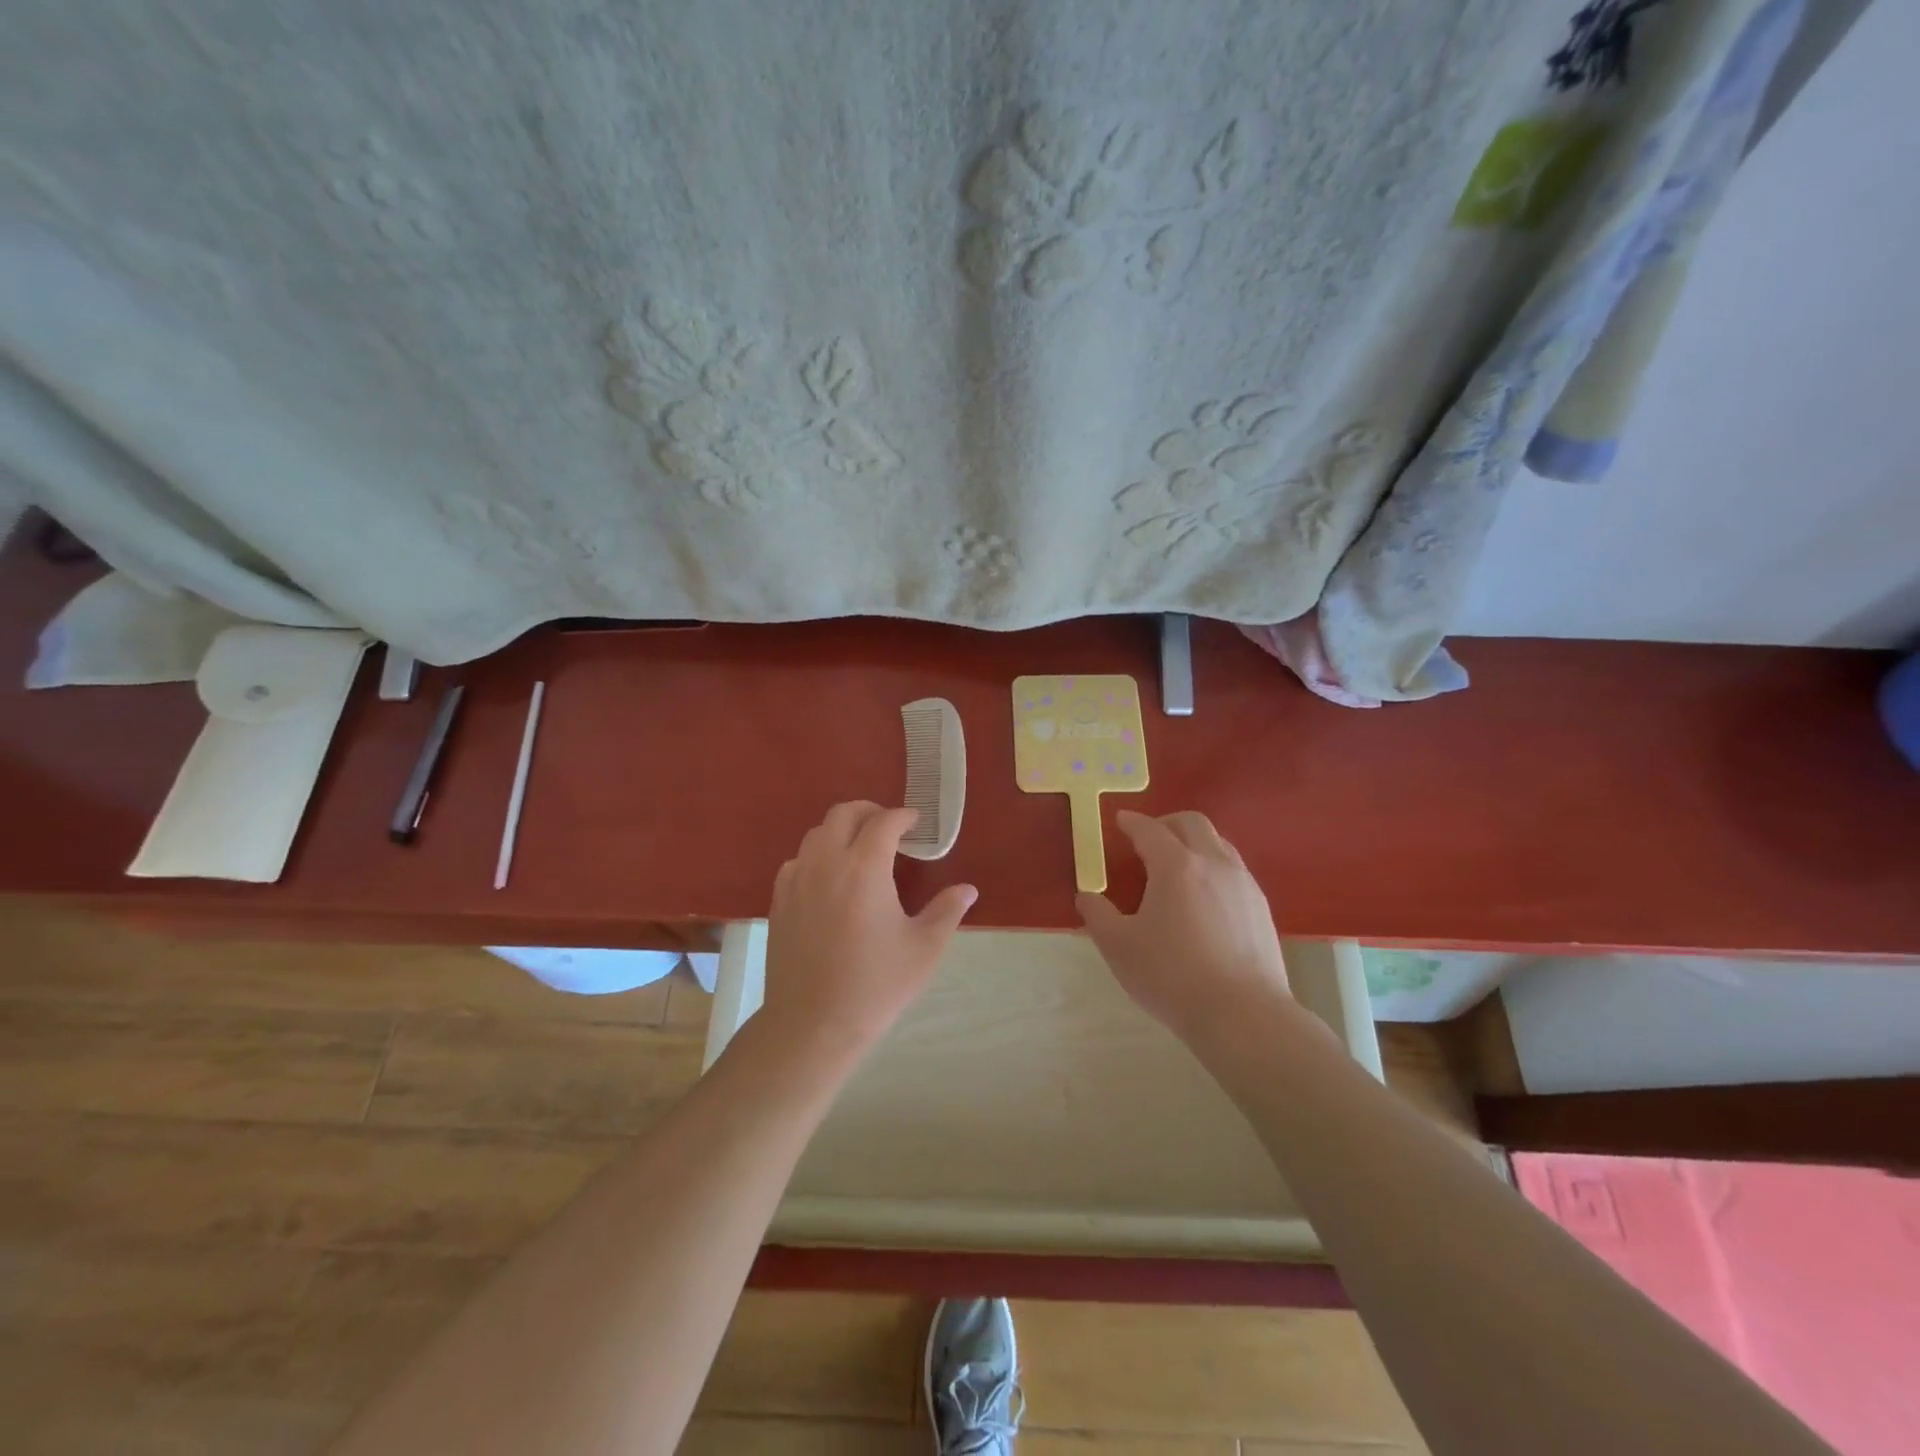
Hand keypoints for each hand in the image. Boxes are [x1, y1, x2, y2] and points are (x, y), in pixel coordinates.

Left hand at [759, 801, 977, 1059]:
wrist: (813, 1024)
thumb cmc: (876, 985)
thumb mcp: (924, 949)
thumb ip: (947, 911)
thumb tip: (967, 889)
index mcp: (864, 868)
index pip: (884, 822)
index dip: (903, 816)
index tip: (916, 823)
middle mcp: (827, 863)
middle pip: (843, 814)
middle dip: (870, 811)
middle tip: (890, 826)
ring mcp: (797, 880)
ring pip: (816, 834)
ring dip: (841, 830)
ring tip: (860, 848)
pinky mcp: (779, 900)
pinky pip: (798, 860)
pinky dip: (817, 855)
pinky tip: (830, 878)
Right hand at [1076, 810, 1290, 1041]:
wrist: (1243, 1016)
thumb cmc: (1172, 976)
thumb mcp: (1119, 947)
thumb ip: (1098, 916)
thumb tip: (1086, 896)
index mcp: (1176, 865)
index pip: (1149, 829)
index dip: (1131, 822)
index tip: (1120, 820)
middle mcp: (1214, 863)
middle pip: (1192, 823)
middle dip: (1167, 823)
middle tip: (1148, 838)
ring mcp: (1243, 884)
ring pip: (1219, 844)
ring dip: (1194, 843)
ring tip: (1177, 867)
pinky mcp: (1262, 908)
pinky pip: (1234, 871)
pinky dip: (1214, 869)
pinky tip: (1204, 899)